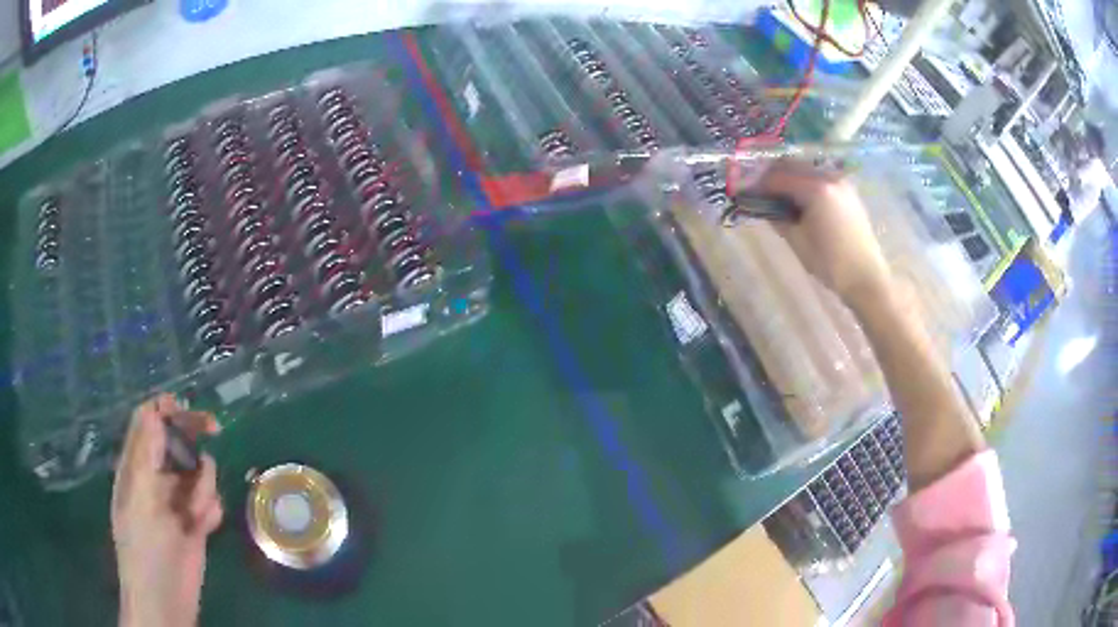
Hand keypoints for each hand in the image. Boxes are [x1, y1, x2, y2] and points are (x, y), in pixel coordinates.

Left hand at [112, 394, 221, 626]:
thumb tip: (155, 409)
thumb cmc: (145, 548)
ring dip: (202, 487)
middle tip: (216, 429)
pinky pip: (209, 501)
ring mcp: (175, 501)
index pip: (148, 421)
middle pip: (176, 440)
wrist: (166, 600)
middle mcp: (155, 477)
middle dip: (193, 436)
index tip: (187, 408)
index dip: (166, 409)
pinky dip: (210, 510)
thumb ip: (146, 454)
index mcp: (135, 465)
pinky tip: (204, 528)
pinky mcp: (194, 522)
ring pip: (198, 473)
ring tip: (195, 515)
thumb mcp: (140, 498)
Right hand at [754, 161, 892, 309]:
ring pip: (808, 170)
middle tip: (760, 192)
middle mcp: (829, 177)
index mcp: (815, 188)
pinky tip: (800, 201)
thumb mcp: (798, 241)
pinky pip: (821, 179)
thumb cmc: (831, 263)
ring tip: (779, 197)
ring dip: (790, 178)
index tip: (746, 192)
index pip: (778, 177)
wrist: (867, 278)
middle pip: (793, 166)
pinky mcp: (848, 192)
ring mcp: (841, 183)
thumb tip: (761, 206)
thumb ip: (777, 218)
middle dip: (774, 176)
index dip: (759, 184)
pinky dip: (806, 184)